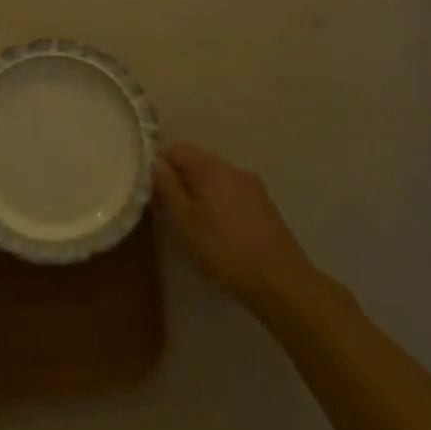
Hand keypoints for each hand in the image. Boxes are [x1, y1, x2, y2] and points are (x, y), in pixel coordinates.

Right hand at [155, 143, 314, 311]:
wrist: (280, 280)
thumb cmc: (224, 248)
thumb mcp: (185, 221)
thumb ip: (167, 188)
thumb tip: (155, 163)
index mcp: (210, 167)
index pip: (177, 149)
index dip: (160, 164)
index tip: (150, 189)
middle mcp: (232, 168)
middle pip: (198, 162)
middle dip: (180, 180)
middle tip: (167, 210)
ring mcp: (252, 186)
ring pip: (216, 179)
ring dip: (200, 193)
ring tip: (191, 223)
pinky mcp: (264, 206)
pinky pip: (232, 194)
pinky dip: (218, 204)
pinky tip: (218, 231)